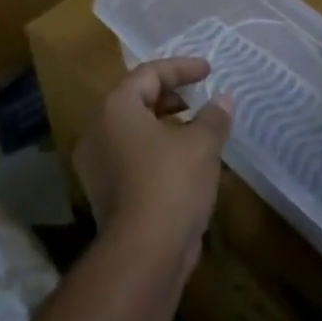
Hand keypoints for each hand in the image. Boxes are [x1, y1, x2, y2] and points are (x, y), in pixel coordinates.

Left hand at [72, 59, 232, 273]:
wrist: (143, 252)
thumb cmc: (171, 183)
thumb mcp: (201, 144)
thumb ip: (214, 116)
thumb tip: (224, 99)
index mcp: (115, 108)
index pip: (148, 74)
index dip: (181, 68)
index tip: (209, 70)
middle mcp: (98, 130)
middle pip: (136, 99)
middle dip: (170, 95)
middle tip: (199, 97)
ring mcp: (97, 164)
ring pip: (133, 130)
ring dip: (165, 124)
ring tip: (197, 129)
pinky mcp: (105, 191)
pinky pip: (132, 156)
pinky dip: (157, 150)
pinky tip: (186, 162)